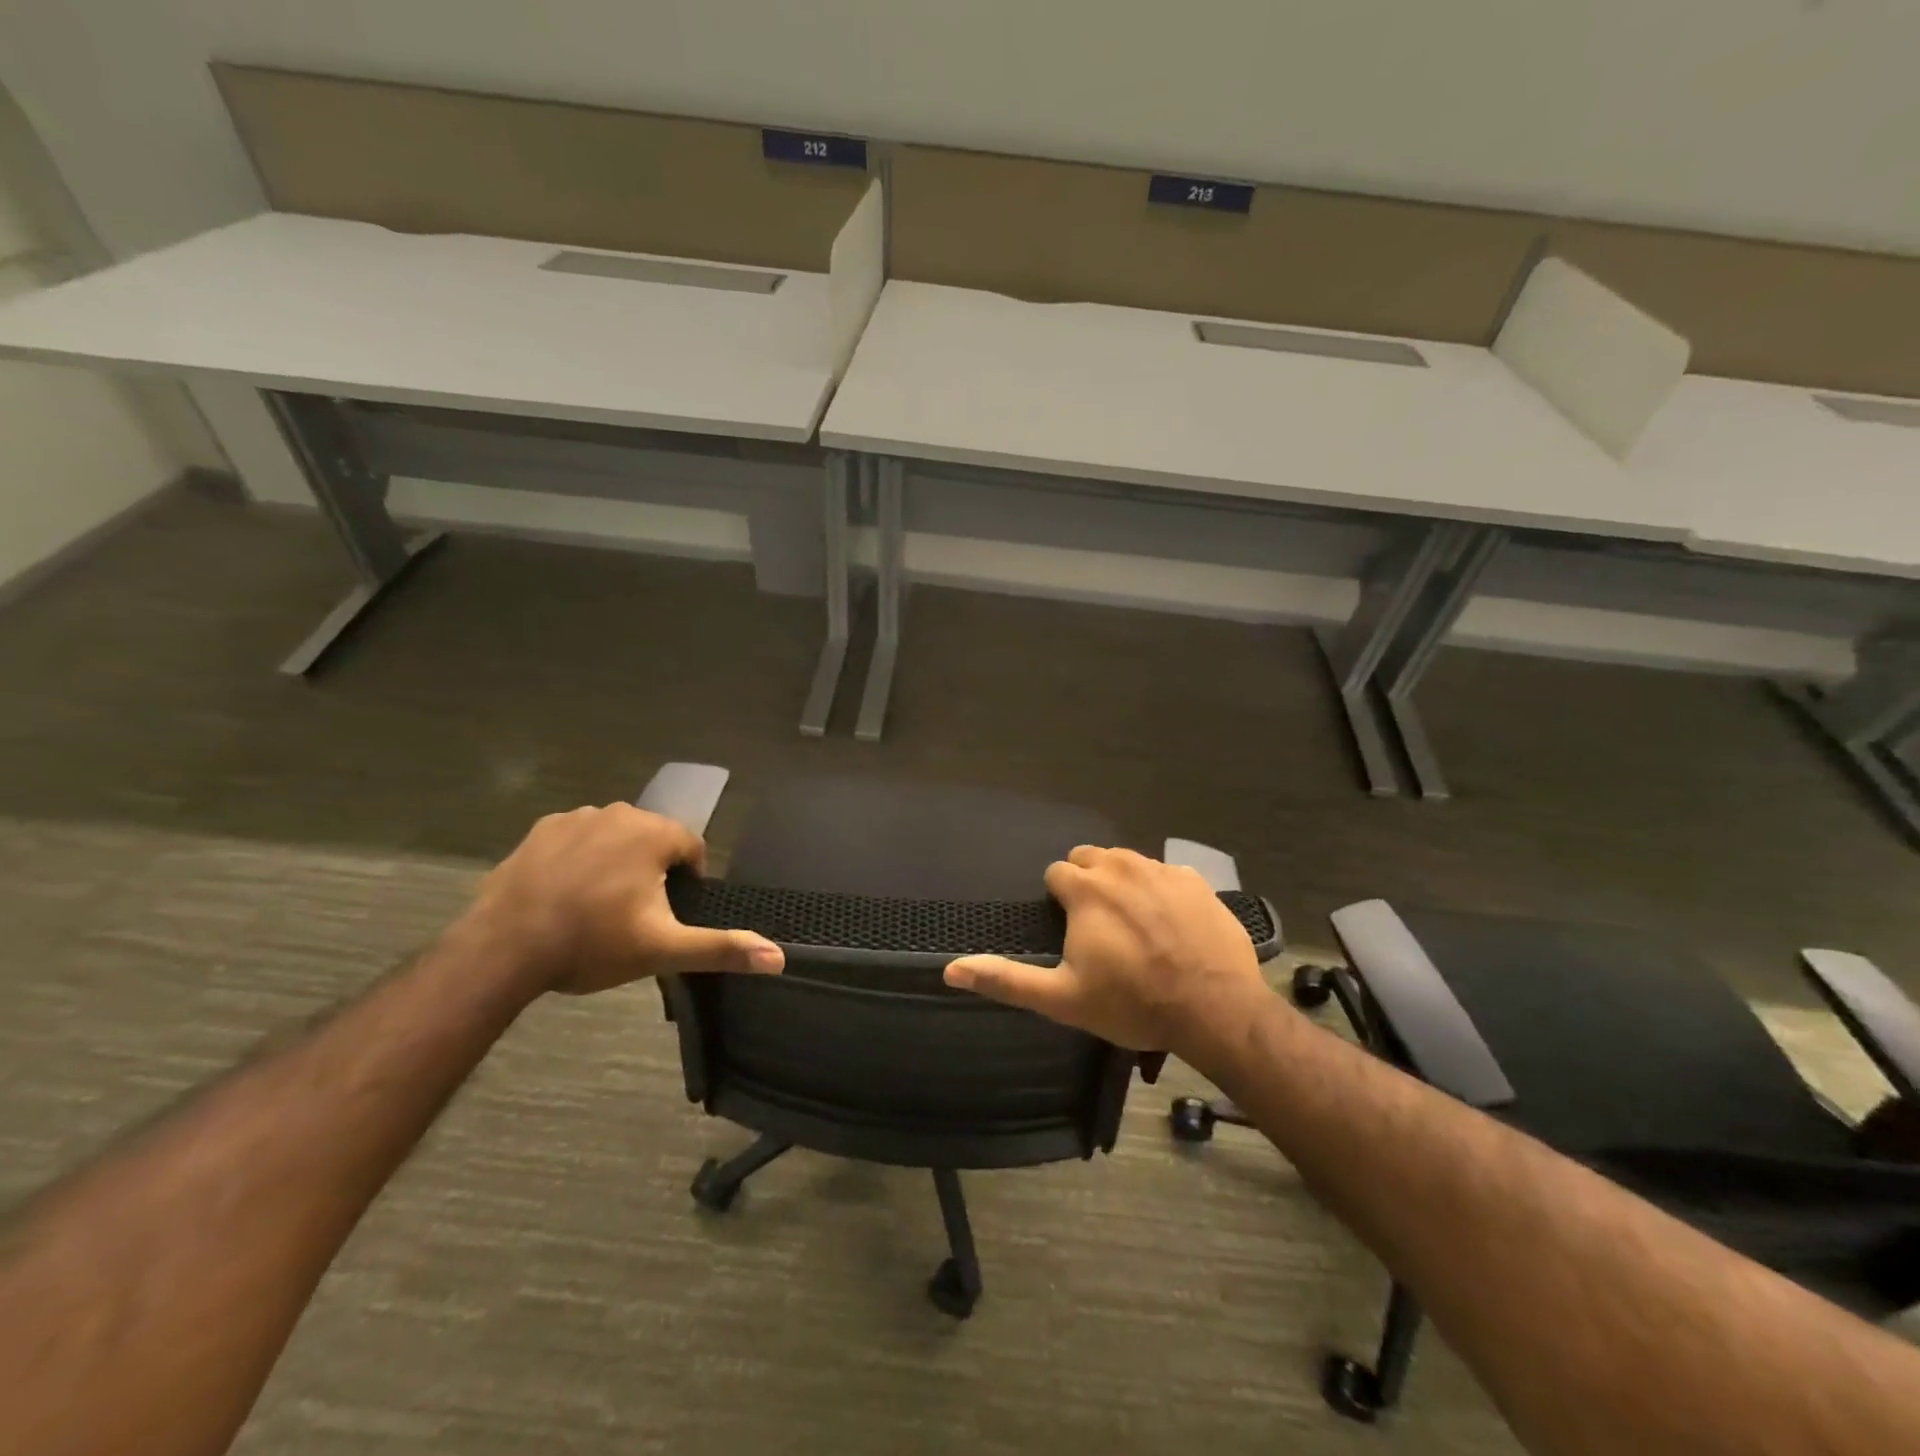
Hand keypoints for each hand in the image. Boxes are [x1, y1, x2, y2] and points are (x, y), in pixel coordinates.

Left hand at [464, 804, 783, 994]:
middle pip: (653, 840)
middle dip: (652, 871)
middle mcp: (619, 813)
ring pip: (615, 838)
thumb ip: (722, 948)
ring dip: (617, 863)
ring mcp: (575, 818)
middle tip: (633, 916)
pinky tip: (565, 894)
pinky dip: (580, 860)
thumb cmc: (592, 943)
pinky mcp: (540, 830)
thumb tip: (779, 958)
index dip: (688, 882)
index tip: (668, 915)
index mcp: (654, 833)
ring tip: (597, 907)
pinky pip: (577, 839)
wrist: (503, 950)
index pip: (692, 848)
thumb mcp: (664, 949)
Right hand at [943, 845, 1273, 1054]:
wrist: (1214, 1009)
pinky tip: (1170, 923)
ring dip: (1121, 882)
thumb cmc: (1132, 1003)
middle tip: (1098, 925)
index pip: (1057, 872)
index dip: (1060, 899)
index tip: (1071, 929)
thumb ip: (1006, 980)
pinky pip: (1165, 872)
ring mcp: (1162, 870)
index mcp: (1086, 889)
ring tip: (1132, 923)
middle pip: (1091, 858)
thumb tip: (950, 969)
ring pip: (1128, 861)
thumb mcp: (1062, 999)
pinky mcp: (1195, 881)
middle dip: (1087, 882)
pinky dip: (1159, 889)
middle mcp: (1121, 867)